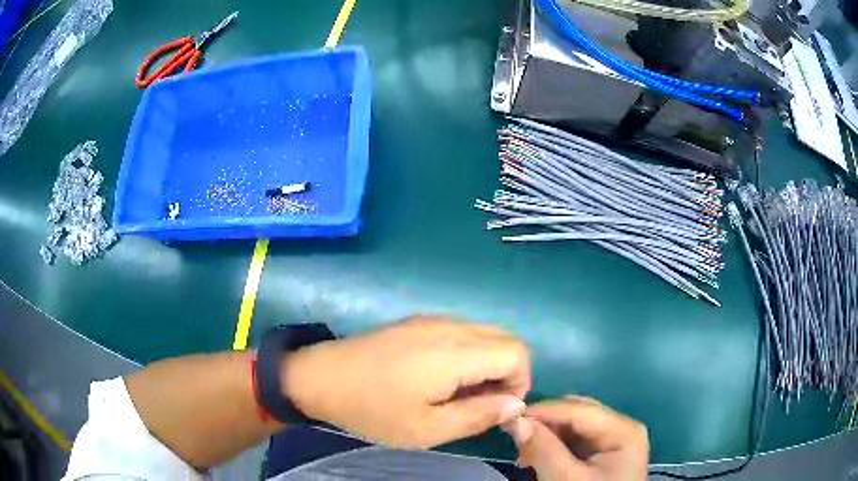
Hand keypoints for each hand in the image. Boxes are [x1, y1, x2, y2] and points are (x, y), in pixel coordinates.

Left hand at [283, 316, 530, 447]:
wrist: (320, 377)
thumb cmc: (372, 410)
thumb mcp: (426, 429)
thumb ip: (478, 416)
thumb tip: (517, 404)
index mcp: (454, 353)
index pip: (517, 353)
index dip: (520, 382)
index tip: (499, 409)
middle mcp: (450, 327)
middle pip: (506, 339)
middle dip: (508, 373)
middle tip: (482, 404)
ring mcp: (432, 320)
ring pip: (486, 333)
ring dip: (489, 363)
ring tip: (462, 393)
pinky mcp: (418, 321)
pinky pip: (463, 331)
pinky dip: (470, 353)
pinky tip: (443, 377)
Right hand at [502, 396, 648, 479]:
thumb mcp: (566, 480)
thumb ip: (543, 449)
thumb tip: (515, 419)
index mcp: (623, 430)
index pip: (579, 409)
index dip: (544, 410)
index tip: (509, 416)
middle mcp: (622, 427)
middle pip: (578, 413)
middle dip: (546, 424)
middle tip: (517, 440)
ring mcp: (614, 439)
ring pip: (574, 425)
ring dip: (547, 435)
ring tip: (526, 455)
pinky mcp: (605, 452)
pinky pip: (576, 439)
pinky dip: (555, 446)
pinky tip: (539, 458)